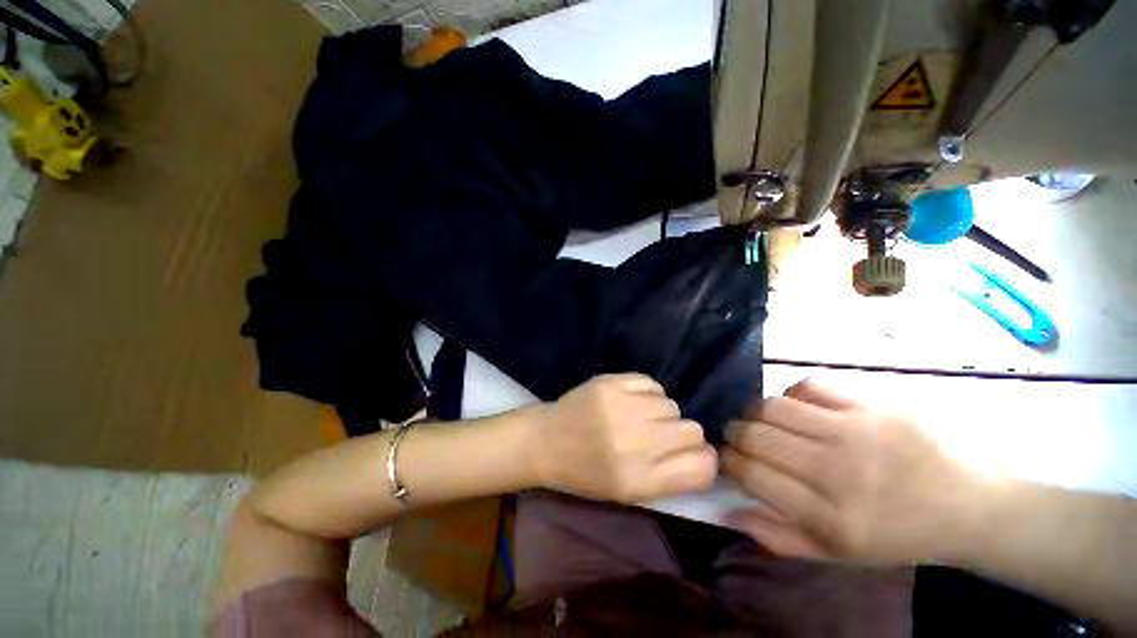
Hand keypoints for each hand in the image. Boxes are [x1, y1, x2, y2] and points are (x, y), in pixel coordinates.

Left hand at [530, 374, 716, 503]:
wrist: (545, 441)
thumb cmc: (585, 474)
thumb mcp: (628, 492)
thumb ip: (669, 477)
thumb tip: (703, 454)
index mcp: (640, 480)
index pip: (702, 466)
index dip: (703, 459)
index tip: (690, 455)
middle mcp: (635, 443)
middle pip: (692, 430)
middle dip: (681, 434)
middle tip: (658, 435)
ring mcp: (621, 408)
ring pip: (672, 404)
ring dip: (661, 412)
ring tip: (638, 417)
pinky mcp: (610, 383)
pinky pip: (651, 383)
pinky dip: (647, 392)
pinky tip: (630, 400)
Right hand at [722, 379, 987, 564]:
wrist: (971, 506)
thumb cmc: (897, 536)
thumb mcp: (837, 554)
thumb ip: (776, 535)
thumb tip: (726, 507)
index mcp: (832, 517)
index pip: (752, 474)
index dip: (728, 461)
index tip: (726, 458)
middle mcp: (840, 470)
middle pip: (757, 435)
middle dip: (734, 433)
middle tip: (737, 436)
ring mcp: (858, 430)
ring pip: (775, 406)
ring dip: (756, 412)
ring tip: (761, 420)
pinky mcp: (874, 403)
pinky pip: (809, 385)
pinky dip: (791, 394)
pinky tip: (798, 407)